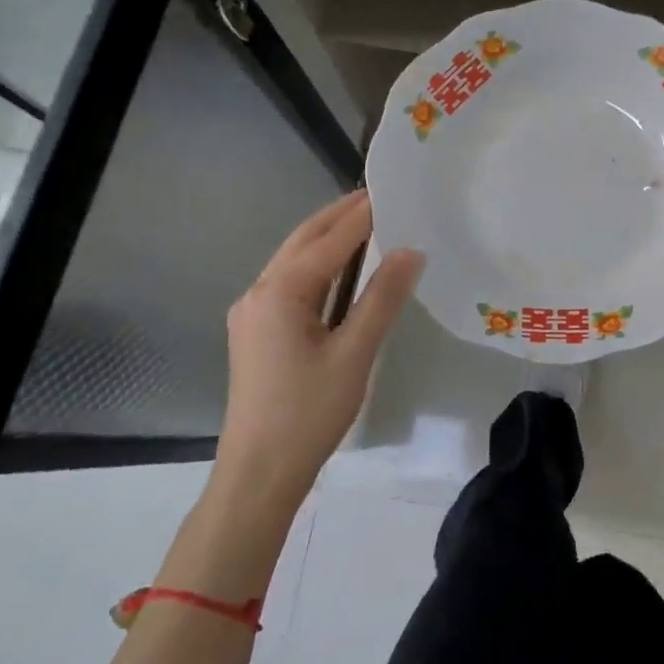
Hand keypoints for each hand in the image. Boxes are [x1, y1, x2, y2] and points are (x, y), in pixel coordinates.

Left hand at [214, 189, 423, 501]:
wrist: (258, 474)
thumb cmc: (308, 413)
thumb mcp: (354, 354)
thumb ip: (382, 298)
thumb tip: (411, 251)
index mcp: (280, 292)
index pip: (330, 240)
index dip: (362, 214)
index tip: (391, 189)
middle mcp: (258, 292)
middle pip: (303, 240)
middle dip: (339, 216)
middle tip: (379, 197)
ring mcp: (252, 312)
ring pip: (293, 260)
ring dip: (327, 239)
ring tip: (366, 223)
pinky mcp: (255, 332)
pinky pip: (289, 282)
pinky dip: (317, 265)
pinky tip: (340, 270)